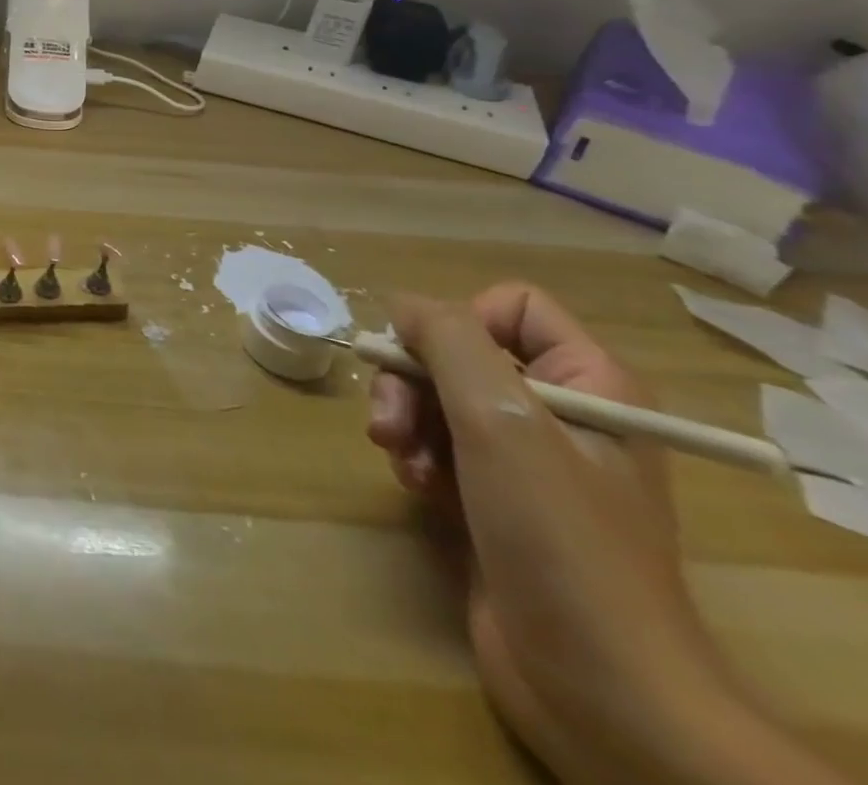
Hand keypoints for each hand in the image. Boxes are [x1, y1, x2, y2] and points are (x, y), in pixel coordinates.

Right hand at [367, 284, 754, 783]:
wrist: (598, 685)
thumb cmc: (558, 536)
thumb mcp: (500, 419)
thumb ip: (447, 340)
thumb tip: (401, 302)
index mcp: (589, 384)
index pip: (512, 306)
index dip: (461, 322)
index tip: (432, 361)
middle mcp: (560, 412)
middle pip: (458, 353)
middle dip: (413, 383)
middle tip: (391, 424)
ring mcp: (528, 461)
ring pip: (439, 399)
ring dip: (408, 423)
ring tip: (402, 463)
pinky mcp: (496, 499)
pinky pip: (439, 446)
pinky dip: (418, 460)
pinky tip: (418, 491)